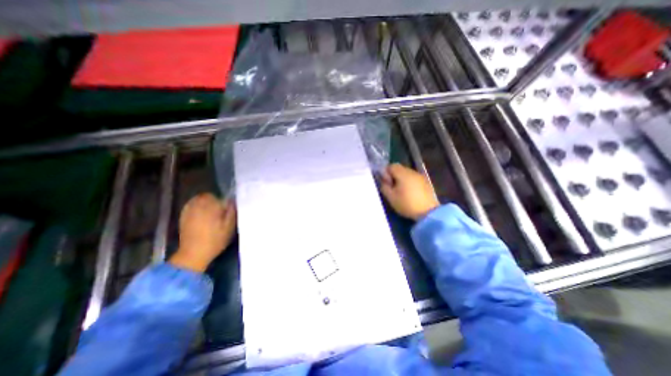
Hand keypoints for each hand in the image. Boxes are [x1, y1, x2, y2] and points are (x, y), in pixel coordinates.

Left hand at [170, 194, 236, 269]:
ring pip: (198, 200)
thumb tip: (232, 200)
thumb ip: (232, 211)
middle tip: (218, 212)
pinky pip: (191, 206)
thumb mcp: (230, 226)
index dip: (223, 202)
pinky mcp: (183, 217)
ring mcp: (188, 211)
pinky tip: (201, 217)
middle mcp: (198, 205)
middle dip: (213, 201)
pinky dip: (196, 208)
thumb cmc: (215, 240)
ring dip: (204, 203)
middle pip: (206, 196)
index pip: (218, 196)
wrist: (194, 254)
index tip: (226, 210)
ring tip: (210, 214)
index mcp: (210, 207)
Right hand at [379, 163, 438, 220]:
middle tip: (392, 188)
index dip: (386, 173)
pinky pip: (414, 179)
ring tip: (401, 192)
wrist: (429, 213)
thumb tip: (383, 181)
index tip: (386, 183)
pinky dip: (410, 184)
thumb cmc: (407, 204)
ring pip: (407, 174)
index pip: (391, 166)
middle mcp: (413, 172)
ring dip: (402, 180)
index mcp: (403, 174)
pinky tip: (410, 194)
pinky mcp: (426, 183)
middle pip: (400, 169)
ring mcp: (421, 177)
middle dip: (394, 176)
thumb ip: (384, 187)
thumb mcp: (391, 197)